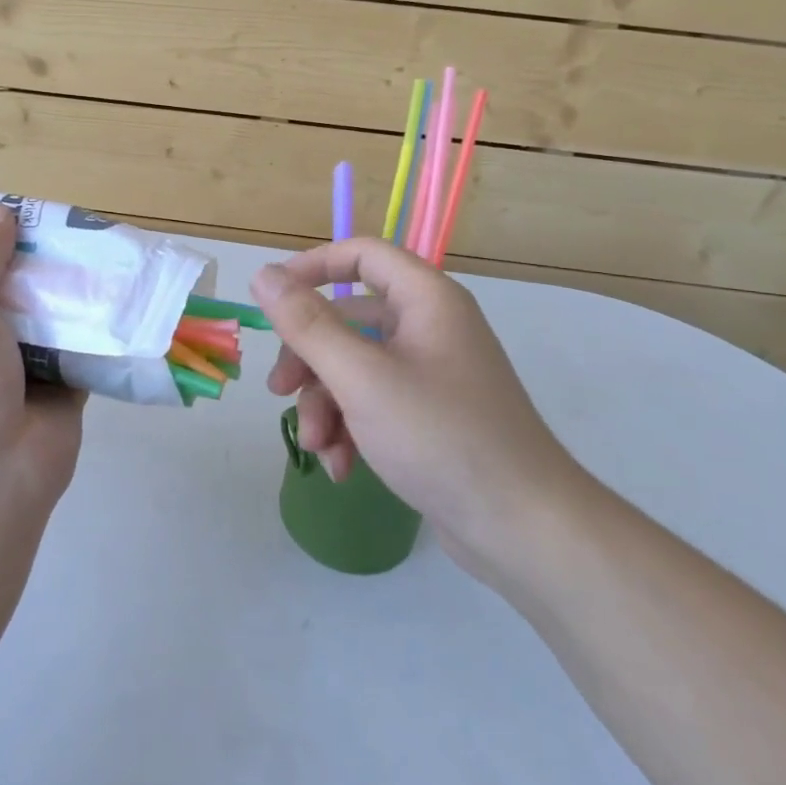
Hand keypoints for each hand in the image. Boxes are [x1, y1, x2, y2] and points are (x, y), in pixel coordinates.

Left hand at [0, 205, 85, 517]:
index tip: (22, 219)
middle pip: (15, 300)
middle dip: (40, 270)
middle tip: (75, 229)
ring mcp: (23, 378)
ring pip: (54, 325)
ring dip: (74, 297)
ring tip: (106, 251)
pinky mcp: (65, 396)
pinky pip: (85, 353)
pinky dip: (102, 331)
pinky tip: (124, 297)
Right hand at [251, 239, 586, 584]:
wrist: (522, 529)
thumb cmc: (441, 438)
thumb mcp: (361, 378)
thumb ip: (307, 324)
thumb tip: (262, 274)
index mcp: (426, 300)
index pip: (362, 255)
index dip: (311, 267)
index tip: (270, 299)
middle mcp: (430, 327)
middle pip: (348, 319)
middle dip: (308, 359)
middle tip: (278, 391)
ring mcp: (431, 374)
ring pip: (354, 368)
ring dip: (325, 405)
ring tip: (318, 448)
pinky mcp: (429, 416)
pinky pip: (373, 403)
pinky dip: (350, 428)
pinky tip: (342, 467)